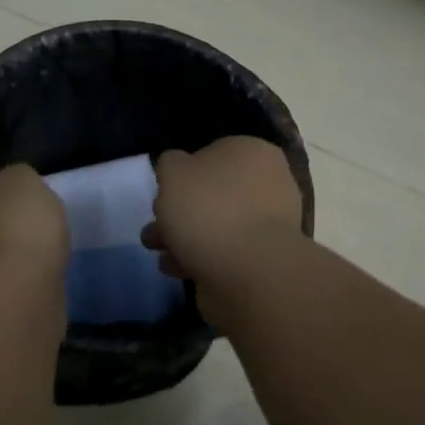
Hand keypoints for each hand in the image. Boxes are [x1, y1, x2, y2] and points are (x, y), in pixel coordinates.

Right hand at [144, 137, 303, 291]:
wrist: (248, 271)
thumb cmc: (209, 209)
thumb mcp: (173, 172)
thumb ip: (170, 164)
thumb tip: (178, 167)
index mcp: (252, 153)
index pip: (212, 153)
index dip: (183, 172)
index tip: (163, 192)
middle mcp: (267, 183)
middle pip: (213, 193)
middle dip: (179, 211)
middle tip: (156, 226)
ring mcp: (269, 224)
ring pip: (216, 224)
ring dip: (184, 237)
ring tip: (158, 252)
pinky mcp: (263, 259)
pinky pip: (225, 251)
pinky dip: (200, 258)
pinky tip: (178, 268)